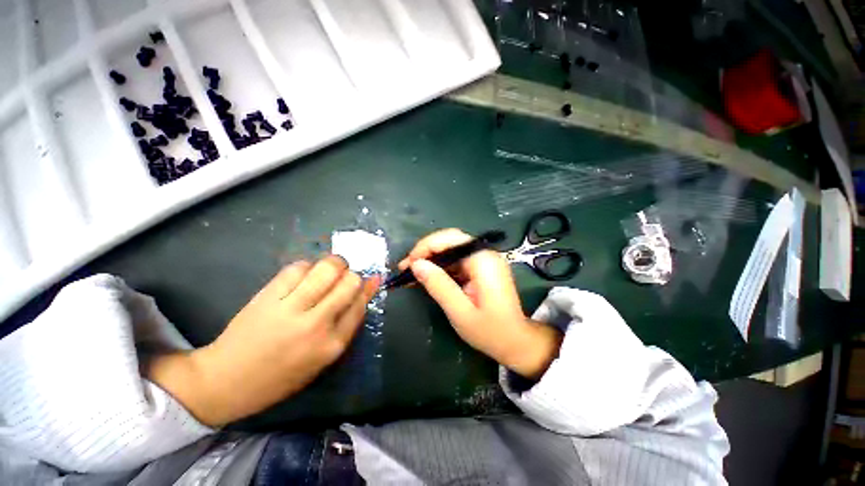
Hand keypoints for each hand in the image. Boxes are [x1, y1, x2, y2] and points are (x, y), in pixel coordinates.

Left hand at [147, 256, 379, 426]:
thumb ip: (346, 323)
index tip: (366, 280)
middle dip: (351, 275)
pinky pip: (298, 268)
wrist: (226, 381)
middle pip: (350, 282)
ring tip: (327, 271)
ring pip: (328, 269)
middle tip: (342, 279)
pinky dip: (307, 266)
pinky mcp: (269, 296)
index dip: (366, 288)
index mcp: (333, 345)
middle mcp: (317, 324)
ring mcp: (292, 308)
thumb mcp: (322, 358)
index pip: (361, 303)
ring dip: (334, 264)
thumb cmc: (281, 376)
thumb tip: (367, 289)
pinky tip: (303, 276)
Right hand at [399, 229, 561, 378]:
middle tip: (405, 268)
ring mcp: (484, 260)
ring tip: (411, 273)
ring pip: (451, 250)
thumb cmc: (490, 331)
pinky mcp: (481, 268)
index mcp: (483, 260)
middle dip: (426, 252)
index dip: (425, 247)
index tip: (407, 264)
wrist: (516, 342)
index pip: (450, 239)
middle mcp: (485, 254)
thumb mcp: (460, 312)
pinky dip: (440, 267)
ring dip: (431, 260)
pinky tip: (427, 277)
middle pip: (450, 241)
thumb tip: (416, 265)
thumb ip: (438, 285)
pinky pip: (456, 261)